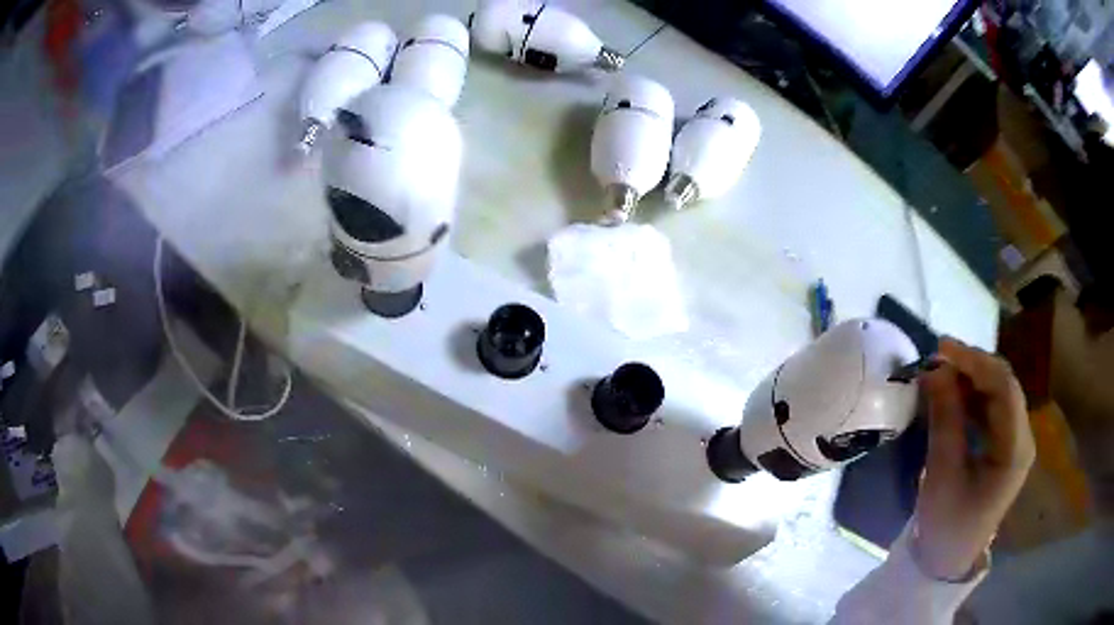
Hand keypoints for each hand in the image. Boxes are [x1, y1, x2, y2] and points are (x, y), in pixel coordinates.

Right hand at [914, 338, 1035, 579]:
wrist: (946, 560)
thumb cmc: (946, 524)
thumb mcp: (943, 475)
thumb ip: (945, 419)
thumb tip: (935, 369)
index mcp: (1015, 450)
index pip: (1004, 388)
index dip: (975, 361)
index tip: (942, 348)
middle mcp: (1022, 438)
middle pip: (1004, 386)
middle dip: (972, 367)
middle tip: (937, 358)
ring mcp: (1014, 442)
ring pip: (998, 394)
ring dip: (970, 380)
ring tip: (939, 374)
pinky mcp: (1004, 446)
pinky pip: (991, 409)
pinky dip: (971, 397)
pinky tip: (951, 396)